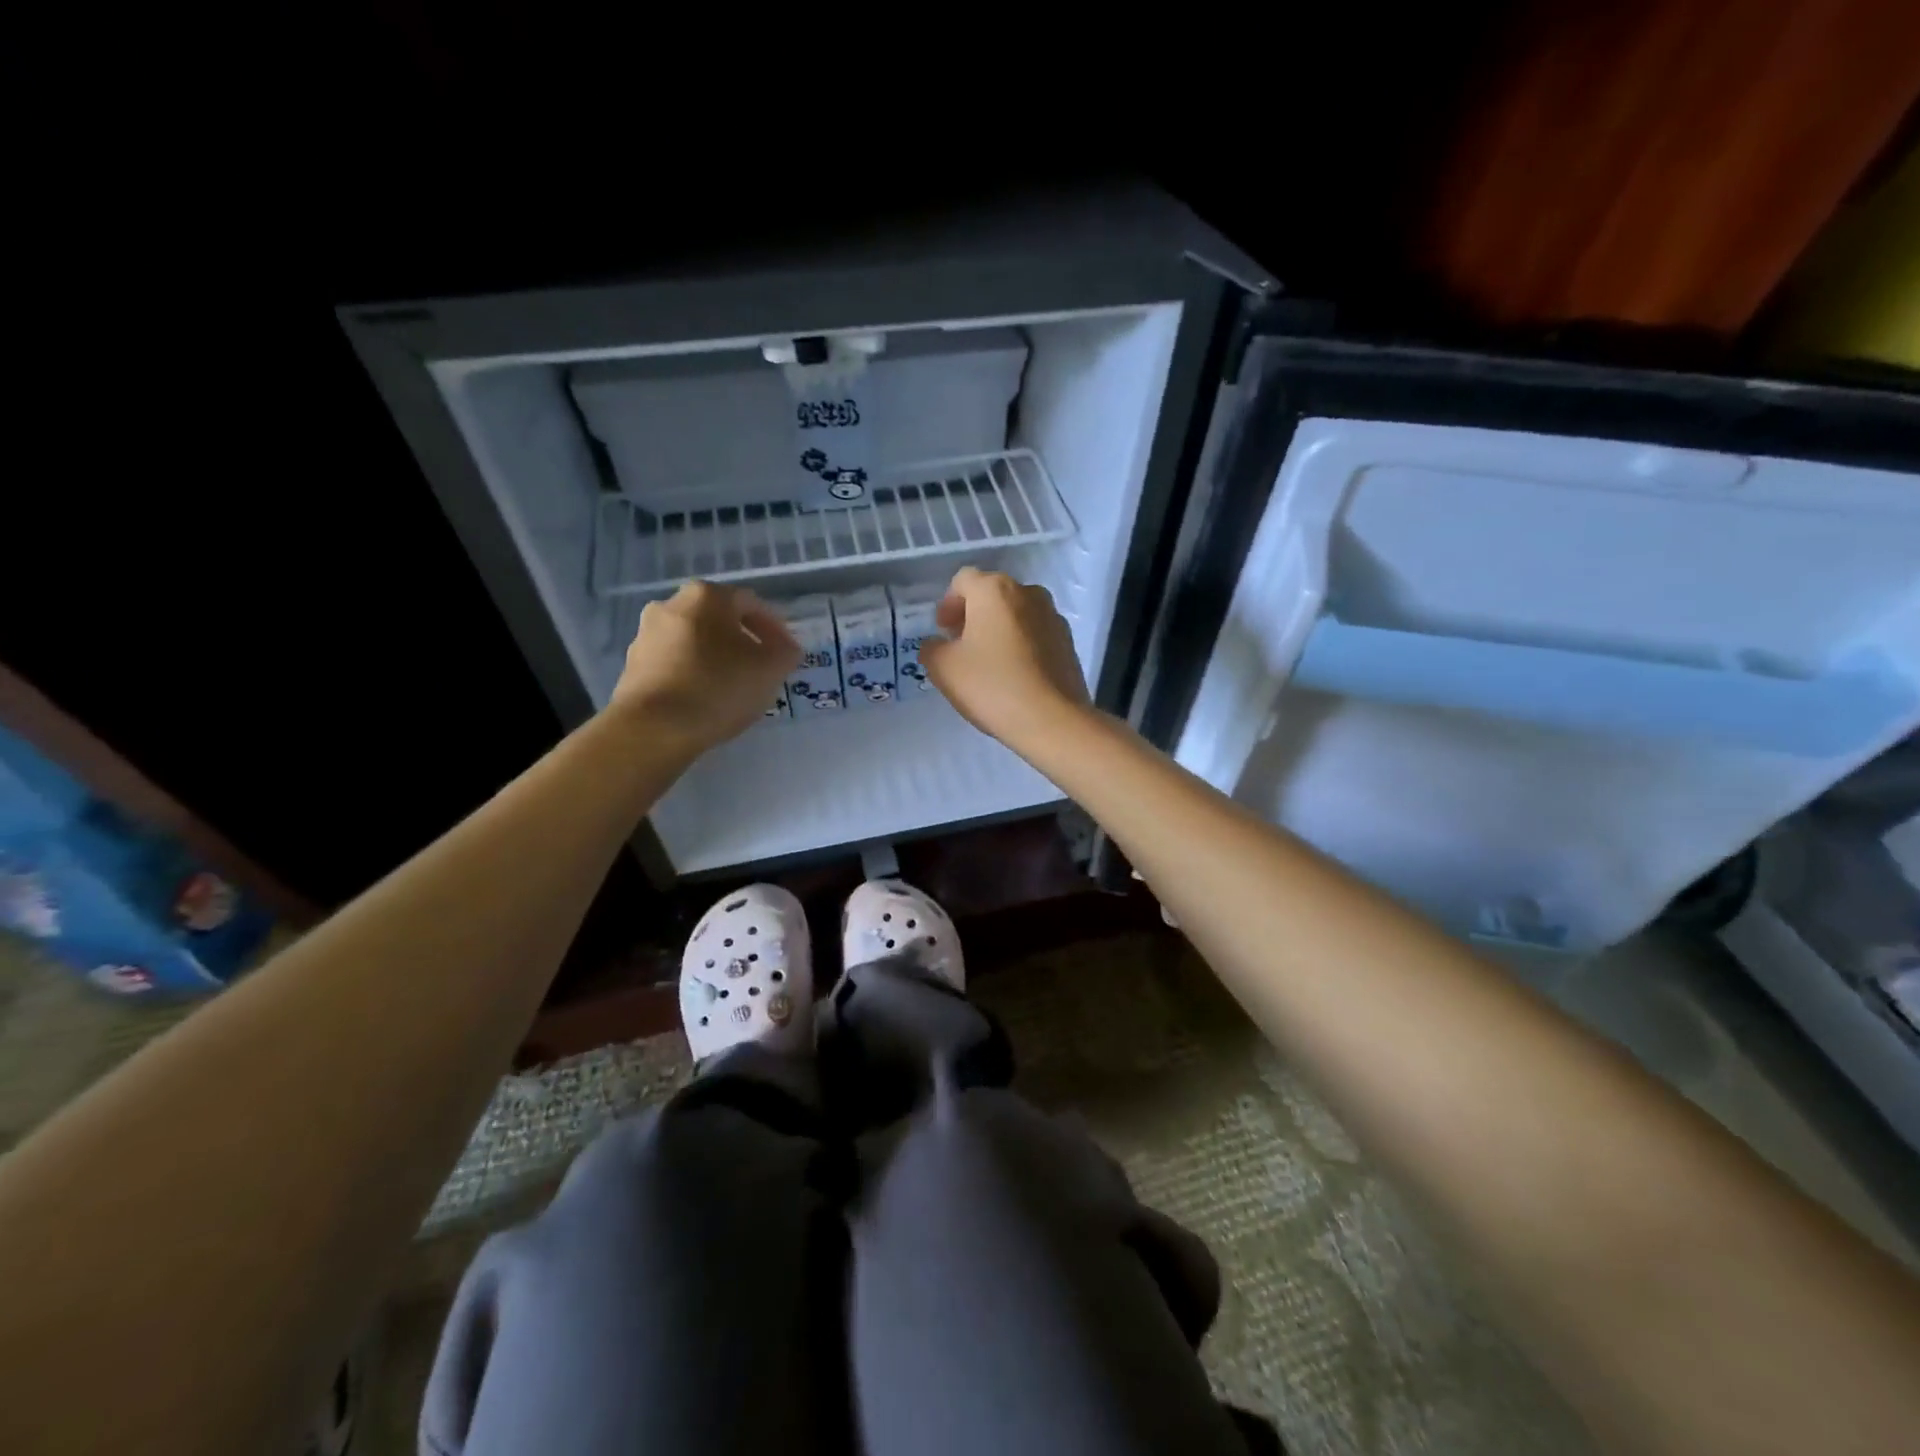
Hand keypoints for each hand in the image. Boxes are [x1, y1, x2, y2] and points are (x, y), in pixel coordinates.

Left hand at [608, 582, 799, 755]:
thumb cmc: (719, 687)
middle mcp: (670, 605)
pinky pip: (674, 664)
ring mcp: (646, 635)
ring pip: (694, 641)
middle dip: (742, 642)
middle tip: (760, 668)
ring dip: (715, 658)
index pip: (751, 604)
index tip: (786, 654)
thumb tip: (784, 648)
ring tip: (733, 687)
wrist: (654, 728)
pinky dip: (693, 674)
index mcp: (706, 596)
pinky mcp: (632, 666)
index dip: (775, 628)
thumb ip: (785, 652)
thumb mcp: (771, 669)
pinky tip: (705, 699)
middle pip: (718, 620)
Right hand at [920, 567, 1091, 746]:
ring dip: (999, 628)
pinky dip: (1021, 644)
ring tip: (989, 661)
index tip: (943, 631)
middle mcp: (1028, 593)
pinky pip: (1036, 633)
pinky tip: (1014, 673)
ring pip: (1017, 613)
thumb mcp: (944, 668)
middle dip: (973, 615)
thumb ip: (932, 648)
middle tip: (961, 645)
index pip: (963, 581)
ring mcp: (1053, 616)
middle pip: (992, 594)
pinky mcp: (1068, 642)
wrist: (1052, 719)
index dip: (948, 604)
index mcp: (994, 590)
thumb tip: (938, 645)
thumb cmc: (992, 685)